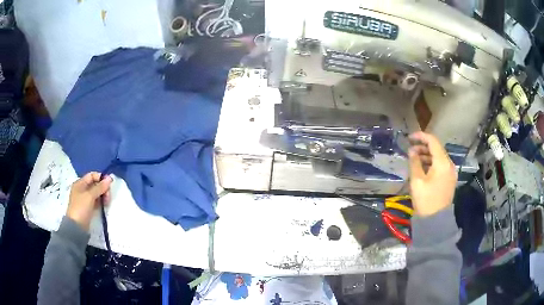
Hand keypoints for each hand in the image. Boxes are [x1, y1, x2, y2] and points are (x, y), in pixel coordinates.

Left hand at [67, 172, 112, 230]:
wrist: (76, 226)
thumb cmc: (81, 208)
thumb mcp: (90, 196)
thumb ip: (100, 187)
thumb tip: (110, 178)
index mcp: (80, 183)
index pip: (92, 175)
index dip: (101, 178)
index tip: (110, 184)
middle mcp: (82, 189)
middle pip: (95, 184)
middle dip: (103, 188)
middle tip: (108, 196)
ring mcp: (84, 199)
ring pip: (96, 193)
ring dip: (102, 195)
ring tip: (107, 202)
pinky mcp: (87, 207)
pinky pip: (95, 201)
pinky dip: (100, 201)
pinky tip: (104, 205)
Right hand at [408, 132, 456, 216]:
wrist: (436, 221)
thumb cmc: (425, 200)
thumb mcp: (417, 181)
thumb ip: (414, 162)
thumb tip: (412, 151)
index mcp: (442, 163)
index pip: (433, 141)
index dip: (421, 136)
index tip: (410, 138)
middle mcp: (449, 164)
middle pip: (436, 148)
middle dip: (423, 147)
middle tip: (410, 150)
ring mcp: (450, 172)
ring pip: (439, 157)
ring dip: (427, 155)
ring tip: (414, 159)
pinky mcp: (449, 179)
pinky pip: (441, 165)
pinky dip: (432, 163)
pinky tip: (422, 168)